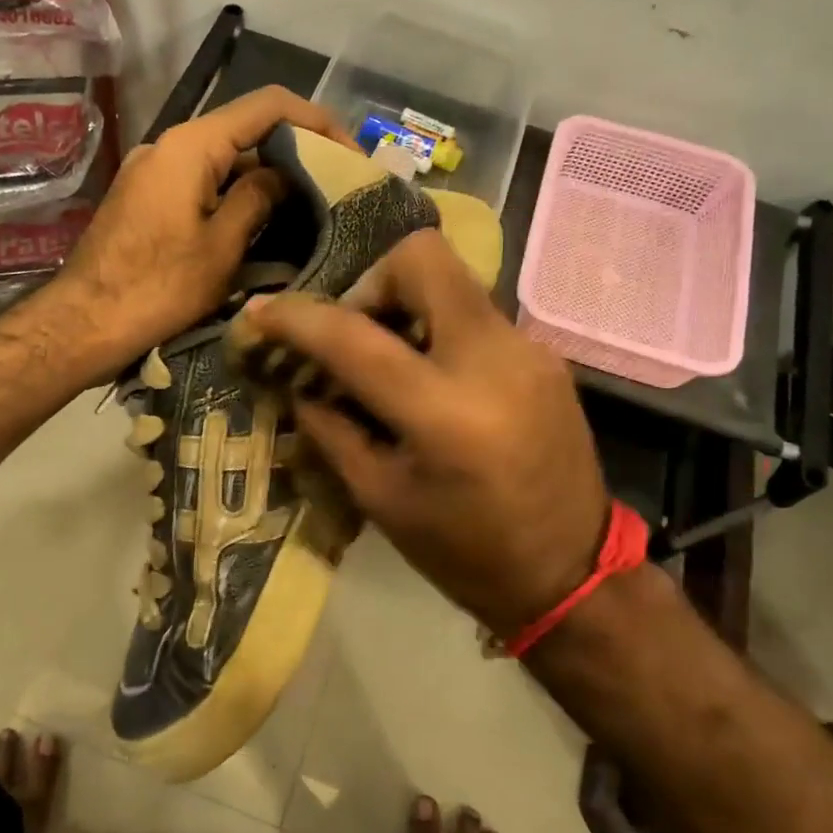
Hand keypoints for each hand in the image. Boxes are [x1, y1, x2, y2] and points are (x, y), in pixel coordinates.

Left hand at [51, 86, 352, 369]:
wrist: (83, 325)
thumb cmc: (157, 289)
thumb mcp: (221, 247)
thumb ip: (258, 199)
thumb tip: (283, 175)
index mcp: (190, 145)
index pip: (267, 106)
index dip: (317, 121)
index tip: (351, 155)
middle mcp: (168, 146)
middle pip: (244, 131)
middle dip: (294, 154)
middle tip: (336, 190)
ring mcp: (152, 173)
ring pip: (223, 161)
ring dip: (265, 180)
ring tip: (309, 212)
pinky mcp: (145, 200)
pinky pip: (200, 184)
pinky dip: (234, 197)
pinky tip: (262, 227)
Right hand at [243, 230, 609, 640]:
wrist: (572, 574)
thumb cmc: (464, 552)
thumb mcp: (380, 498)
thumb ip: (331, 429)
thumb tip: (297, 382)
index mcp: (443, 413)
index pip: (354, 336)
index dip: (297, 317)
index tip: (261, 312)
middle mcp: (493, 360)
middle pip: (422, 258)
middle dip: (371, 282)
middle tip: (353, 333)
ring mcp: (528, 350)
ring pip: (452, 282)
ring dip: (406, 307)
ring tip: (390, 362)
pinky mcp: (545, 356)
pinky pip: (476, 315)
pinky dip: (439, 331)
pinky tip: (432, 381)